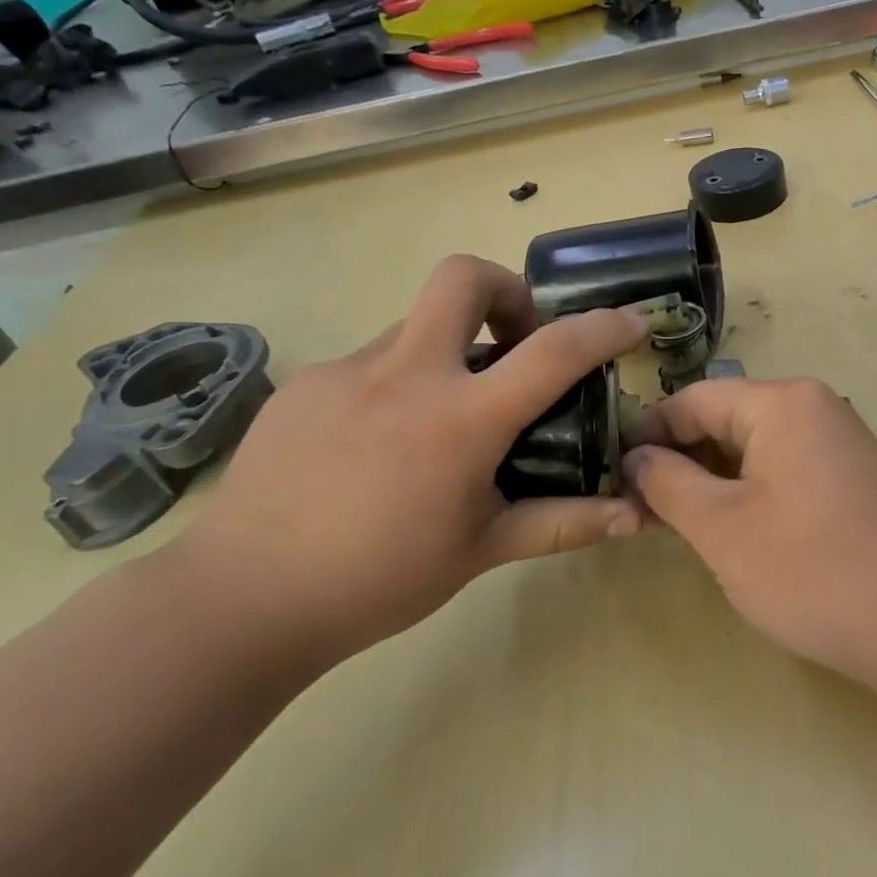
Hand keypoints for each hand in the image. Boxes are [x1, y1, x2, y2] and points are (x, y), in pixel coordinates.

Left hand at [162, 255, 646, 666]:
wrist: (242, 599)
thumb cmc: (379, 579)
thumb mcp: (482, 550)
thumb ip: (562, 523)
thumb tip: (634, 517)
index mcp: (460, 419)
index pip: (552, 351)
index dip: (603, 328)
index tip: (631, 323)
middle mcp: (405, 375)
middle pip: (463, 277)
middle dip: (506, 290)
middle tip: (516, 342)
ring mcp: (345, 372)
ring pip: (415, 325)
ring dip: (450, 349)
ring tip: (447, 418)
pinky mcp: (304, 385)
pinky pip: (370, 364)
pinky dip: (400, 383)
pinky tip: (384, 444)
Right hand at [621, 378, 876, 685]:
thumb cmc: (810, 571)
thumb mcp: (721, 527)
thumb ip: (667, 482)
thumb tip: (635, 456)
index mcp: (783, 403)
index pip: (694, 399)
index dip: (647, 433)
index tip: (611, 472)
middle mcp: (816, 407)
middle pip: (726, 418)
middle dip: (679, 458)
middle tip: (640, 507)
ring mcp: (840, 442)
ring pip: (755, 446)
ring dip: (712, 478)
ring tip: (677, 522)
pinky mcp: (853, 477)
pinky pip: (786, 467)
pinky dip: (749, 489)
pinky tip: (731, 527)